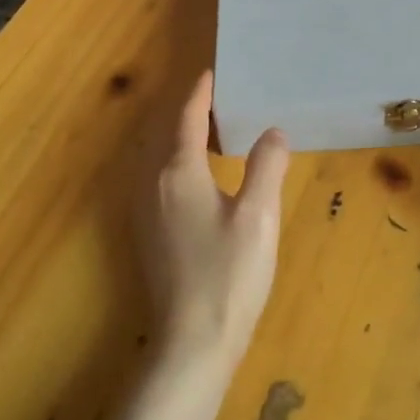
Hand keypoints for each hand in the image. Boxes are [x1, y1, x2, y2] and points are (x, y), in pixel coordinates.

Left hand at [137, 71, 290, 372]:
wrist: (192, 346)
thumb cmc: (229, 275)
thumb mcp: (259, 216)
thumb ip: (266, 167)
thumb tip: (273, 132)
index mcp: (179, 172)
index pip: (186, 118)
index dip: (199, 93)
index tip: (212, 73)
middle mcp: (153, 185)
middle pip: (165, 133)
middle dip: (187, 111)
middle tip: (217, 99)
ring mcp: (146, 212)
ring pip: (158, 158)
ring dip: (179, 136)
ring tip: (210, 131)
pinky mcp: (149, 235)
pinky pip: (158, 179)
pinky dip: (175, 161)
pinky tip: (198, 176)